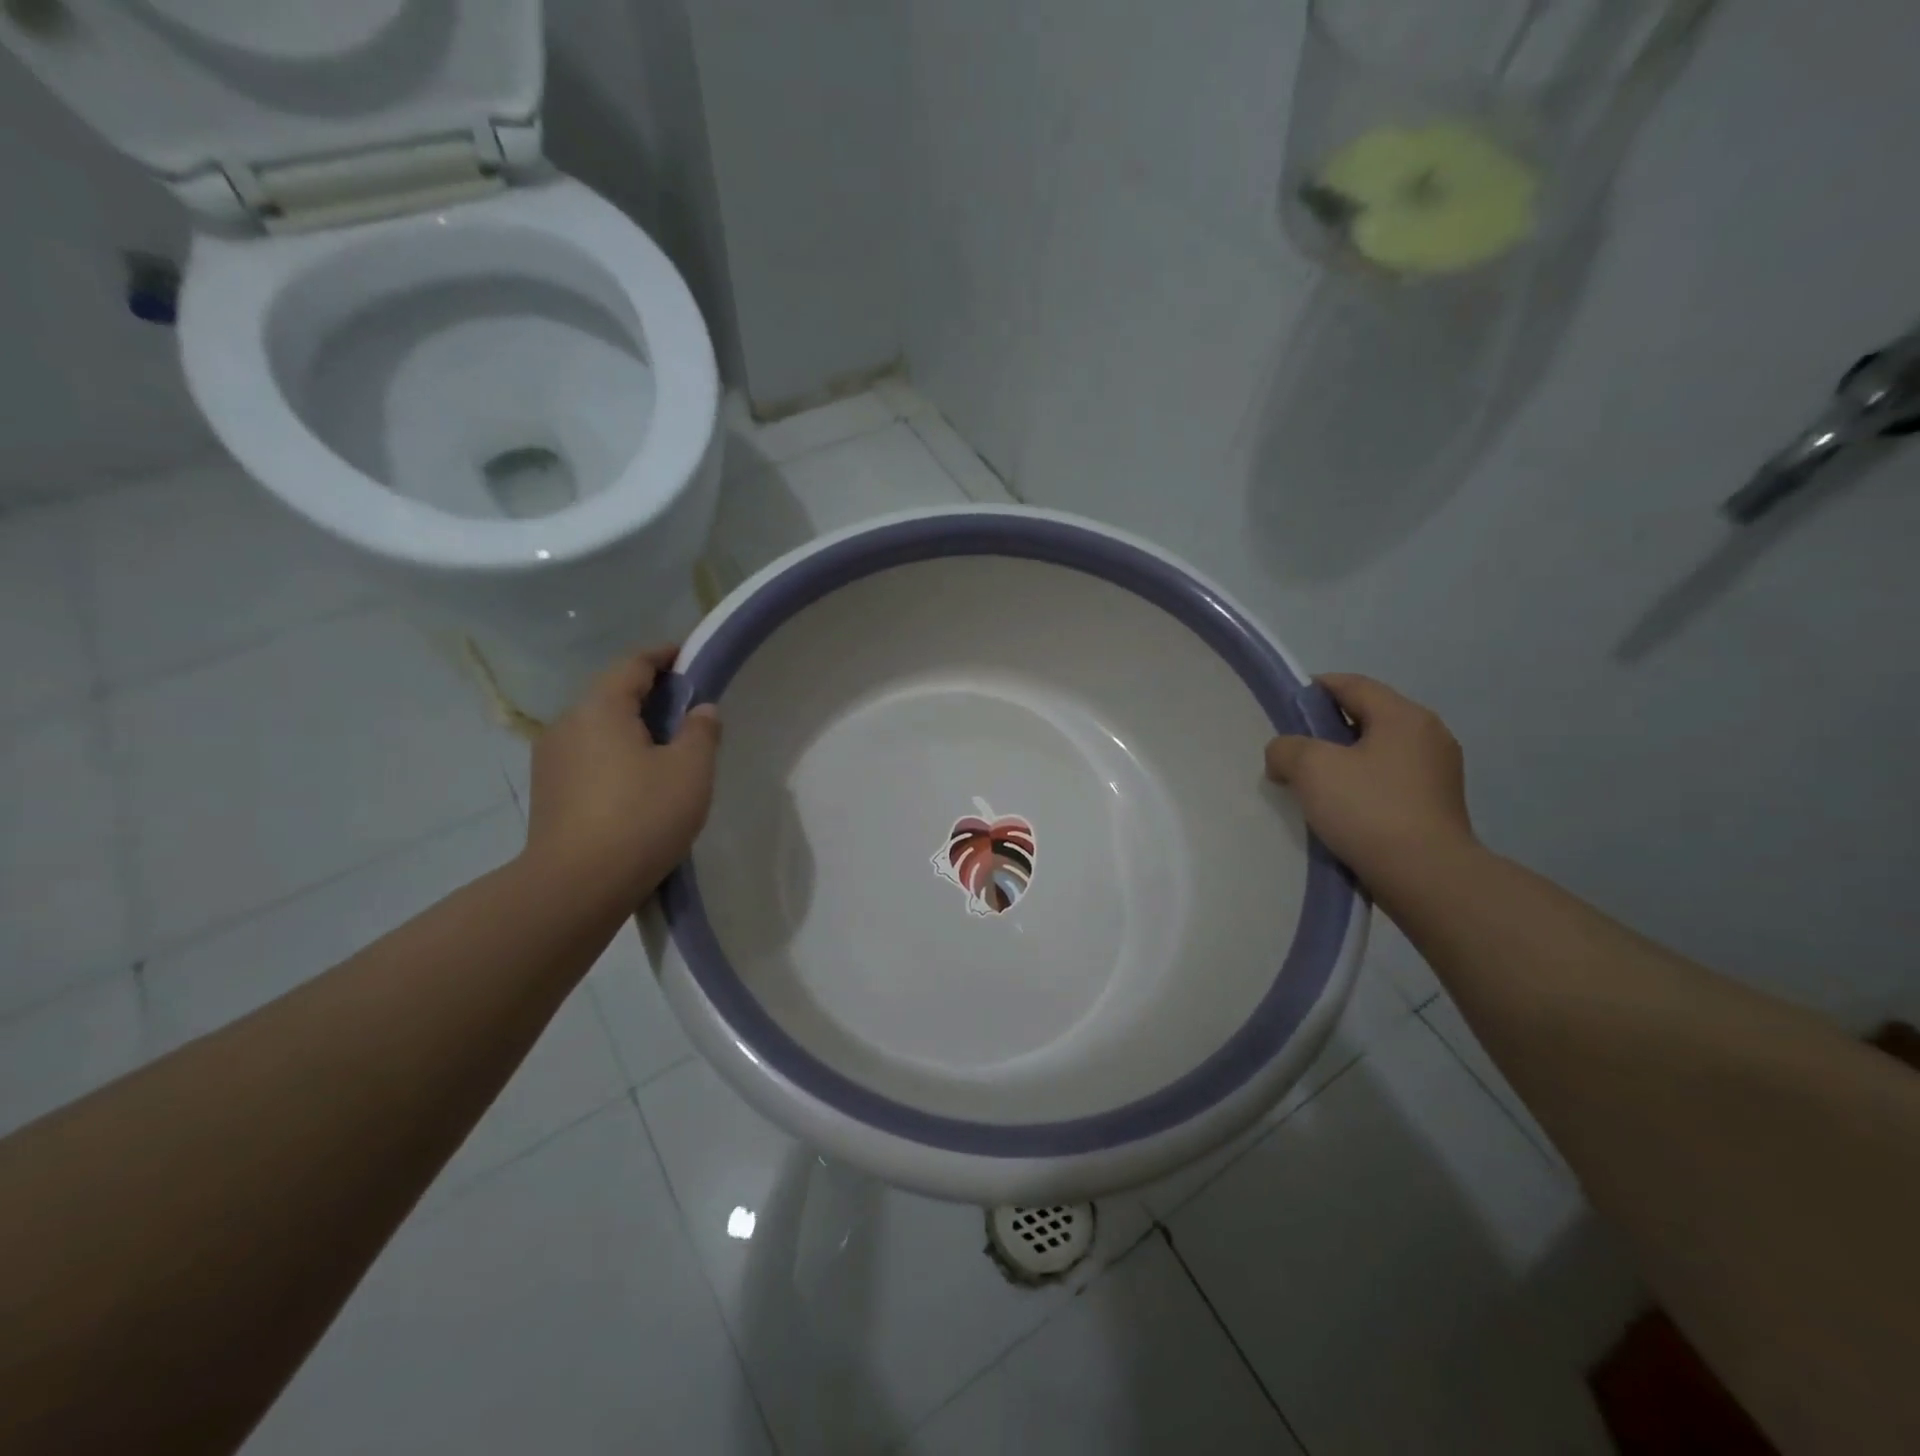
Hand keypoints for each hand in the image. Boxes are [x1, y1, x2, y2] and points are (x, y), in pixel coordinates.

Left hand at [521, 647, 720, 906]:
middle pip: (612, 694)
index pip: (633, 664)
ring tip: (665, 750)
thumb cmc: (642, 817)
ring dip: (631, 728)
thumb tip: (701, 711)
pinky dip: (614, 755)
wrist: (576, 886)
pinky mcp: (547, 792)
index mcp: (601, 708)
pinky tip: (636, 782)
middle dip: (649, 695)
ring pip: (598, 728)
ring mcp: (551, 759)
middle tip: (686, 710)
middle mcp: (568, 724)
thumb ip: (701, 732)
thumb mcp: (690, 771)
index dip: (663, 655)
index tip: (688, 657)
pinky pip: (588, 756)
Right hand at [1265, 674, 1475, 889]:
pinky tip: (1341, 810)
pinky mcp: (1438, 806)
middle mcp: (1429, 735)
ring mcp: (1439, 773)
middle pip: (1367, 717)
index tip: (1285, 708)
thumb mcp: (1310, 767)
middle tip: (1294, 752)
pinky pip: (1390, 781)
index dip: (1314, 689)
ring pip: (1378, 752)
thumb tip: (1284, 754)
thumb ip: (1286, 748)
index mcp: (1404, 716)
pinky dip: (1363, 786)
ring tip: (1313, 786)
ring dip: (1344, 761)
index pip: (1352, 685)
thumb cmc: (1368, 809)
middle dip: (1327, 730)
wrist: (1425, 876)